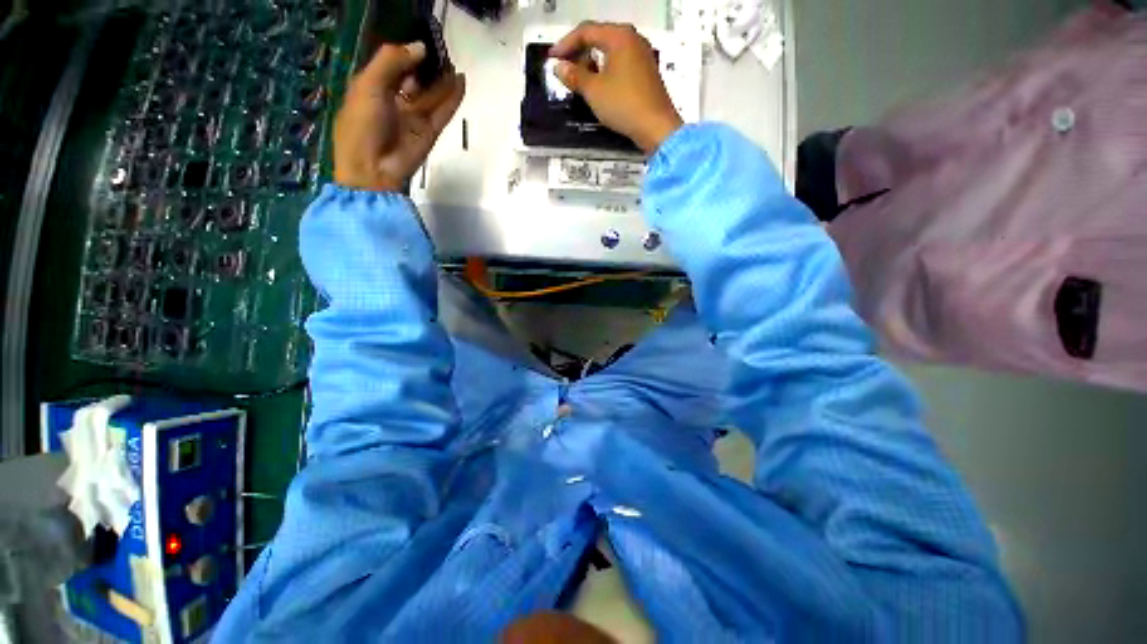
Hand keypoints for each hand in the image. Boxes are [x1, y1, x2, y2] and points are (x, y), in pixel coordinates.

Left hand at [334, 42, 465, 191]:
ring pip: (432, 94)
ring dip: (443, 79)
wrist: (373, 169)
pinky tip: (461, 82)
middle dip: (427, 65)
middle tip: (442, 50)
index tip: (423, 41)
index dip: (408, 52)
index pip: (394, 64)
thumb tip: (420, 47)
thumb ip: (392, 62)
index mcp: (374, 87)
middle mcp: (395, 100)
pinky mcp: (430, 132)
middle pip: (416, 78)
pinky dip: (453, 98)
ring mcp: (415, 117)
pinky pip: (443, 111)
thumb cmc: (362, 125)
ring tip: (454, 62)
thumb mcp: (368, 86)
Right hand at [550, 22, 683, 154]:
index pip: (586, 31)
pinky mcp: (646, 72)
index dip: (566, 44)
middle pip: (599, 38)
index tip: (552, 59)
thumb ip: (574, 76)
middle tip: (565, 70)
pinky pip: (620, 63)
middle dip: (579, 53)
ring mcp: (642, 55)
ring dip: (592, 63)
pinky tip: (598, 86)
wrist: (656, 127)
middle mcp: (633, 39)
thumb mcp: (594, 91)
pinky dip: (606, 70)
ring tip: (579, 80)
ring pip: (610, 51)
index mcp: (619, 36)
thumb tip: (559, 67)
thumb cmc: (623, 105)